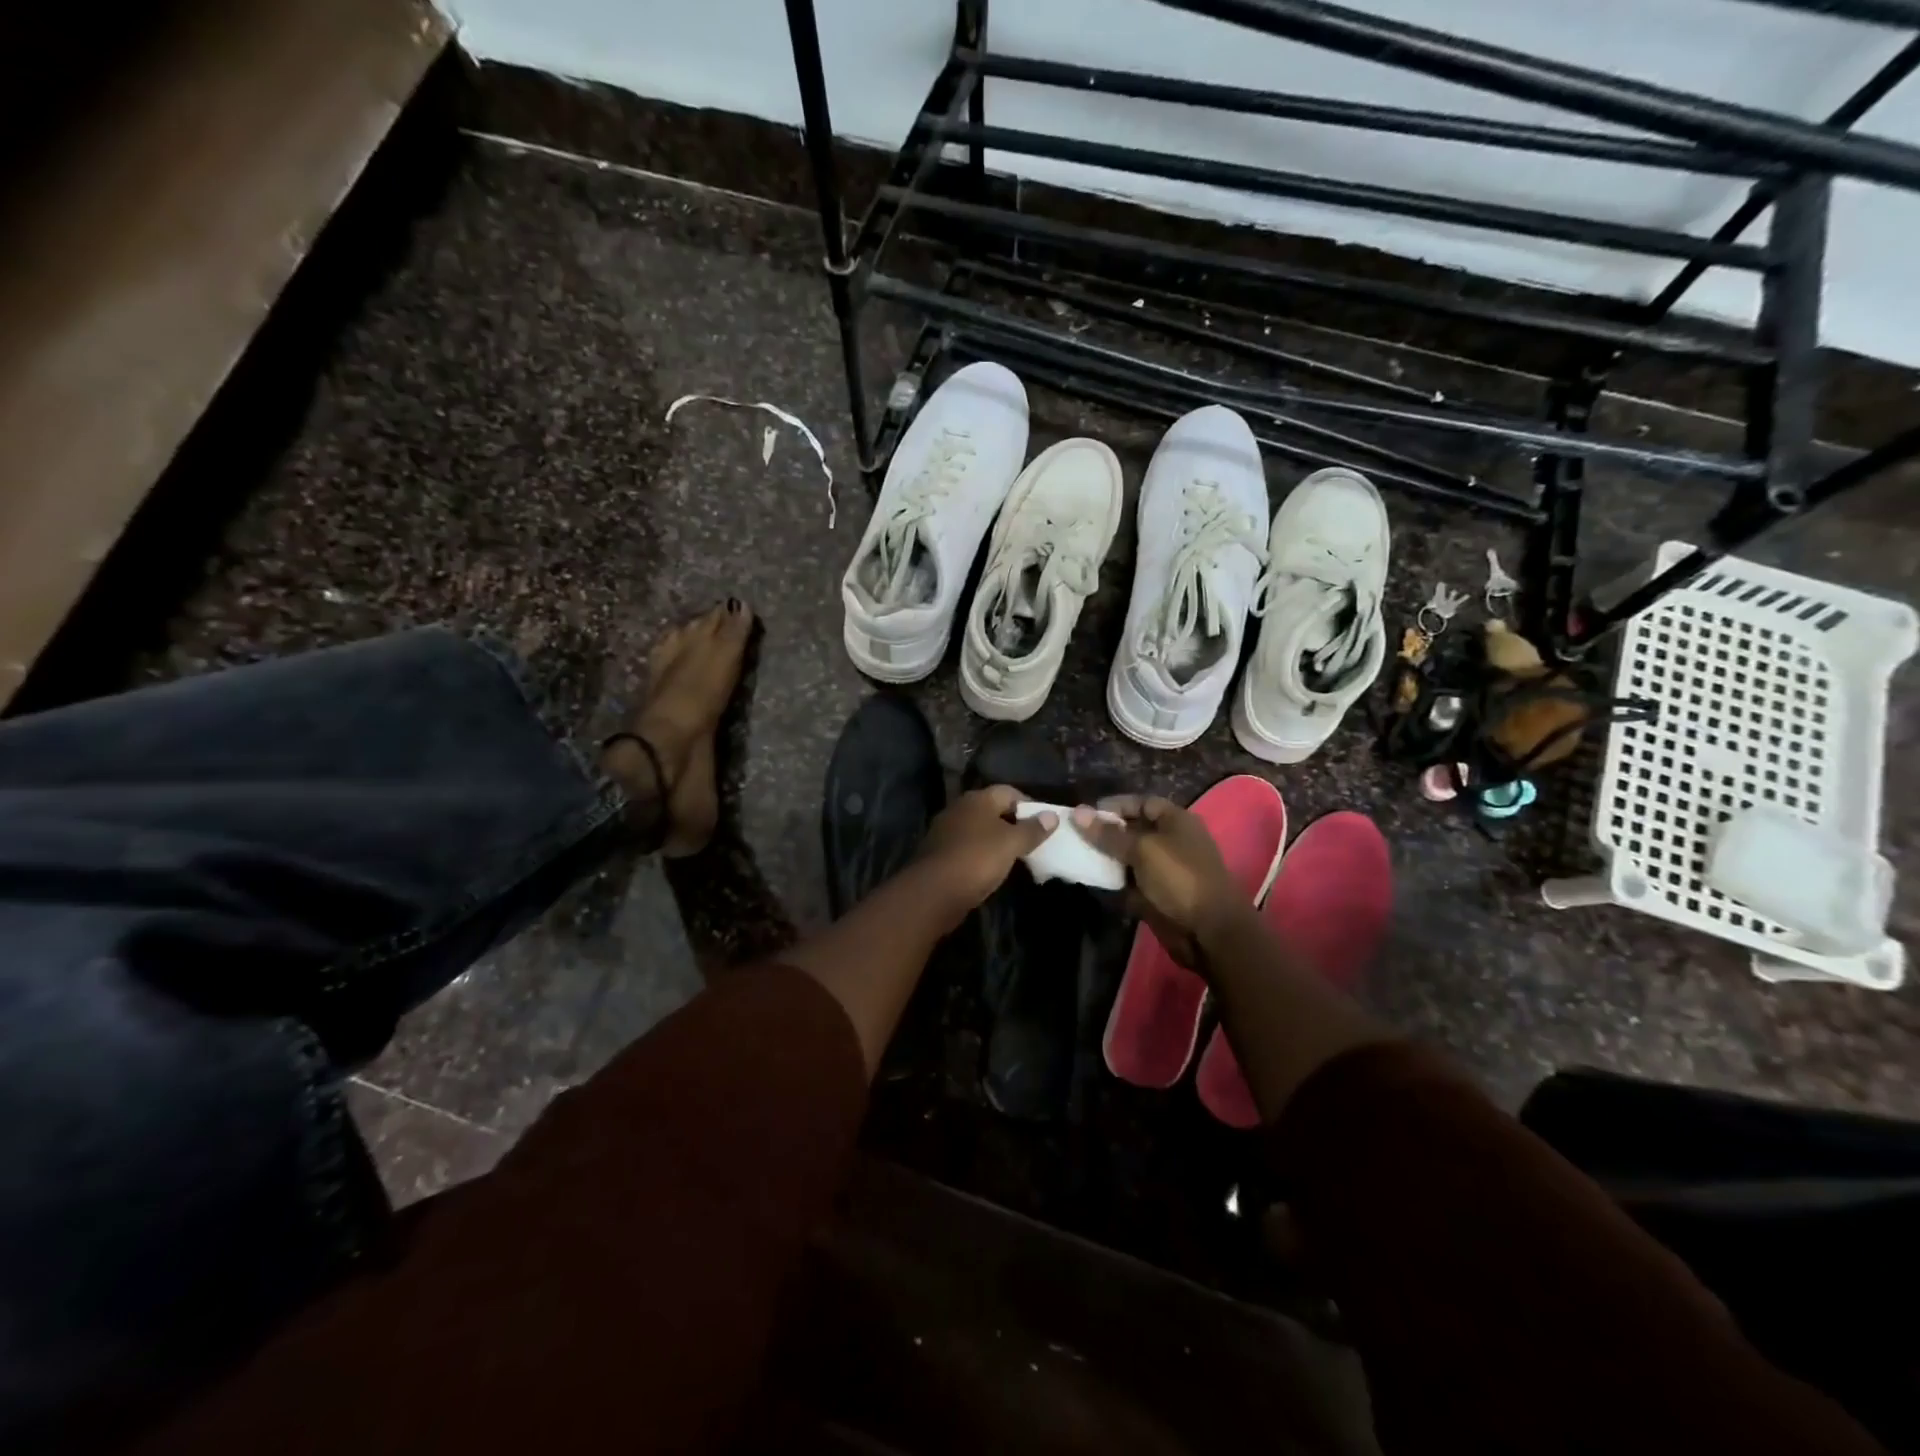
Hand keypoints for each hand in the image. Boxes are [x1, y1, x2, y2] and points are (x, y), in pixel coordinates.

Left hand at [912, 786, 1053, 931]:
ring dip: (998, 840)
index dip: (1029, 805)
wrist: (933, 892)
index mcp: (977, 799)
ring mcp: (947, 831)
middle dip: (1015, 823)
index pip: (1009, 792)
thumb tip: (1052, 815)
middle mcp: (960, 809)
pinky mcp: (941, 853)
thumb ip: (1032, 829)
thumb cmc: (977, 859)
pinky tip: (994, 868)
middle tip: (1036, 840)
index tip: (1046, 823)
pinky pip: (969, 847)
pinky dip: (983, 854)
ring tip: (1019, 856)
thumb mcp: (1011, 844)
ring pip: (980, 830)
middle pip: (994, 810)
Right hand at [1074, 795, 1240, 969]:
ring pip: (1129, 857)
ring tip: (1078, 856)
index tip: (1087, 814)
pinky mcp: (1157, 894)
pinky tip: (1092, 879)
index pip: (1142, 803)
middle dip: (1107, 832)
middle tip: (1076, 836)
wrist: (1208, 931)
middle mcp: (1171, 841)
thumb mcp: (1142, 849)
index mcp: (1176, 821)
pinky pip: (1131, 882)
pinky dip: (1114, 881)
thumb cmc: (1179, 878)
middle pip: (1134, 830)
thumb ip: (1109, 833)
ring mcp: (1165, 870)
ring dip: (1107, 858)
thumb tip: (1078, 812)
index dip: (1116, 805)